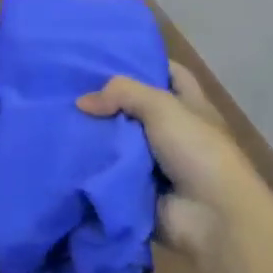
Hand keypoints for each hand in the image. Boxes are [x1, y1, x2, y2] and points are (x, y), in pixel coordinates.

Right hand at [78, 62, 272, 263]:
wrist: (213, 218)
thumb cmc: (197, 150)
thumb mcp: (162, 106)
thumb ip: (122, 93)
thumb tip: (82, 102)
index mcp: (190, 106)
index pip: (169, 73)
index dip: (145, 61)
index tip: (109, 55)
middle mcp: (174, 131)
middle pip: (136, 107)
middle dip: (108, 100)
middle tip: (69, 87)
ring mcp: (157, 162)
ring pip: (119, 140)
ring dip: (96, 135)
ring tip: (58, 118)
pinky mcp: (140, 189)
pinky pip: (111, 172)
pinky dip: (93, 166)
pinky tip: (64, 152)